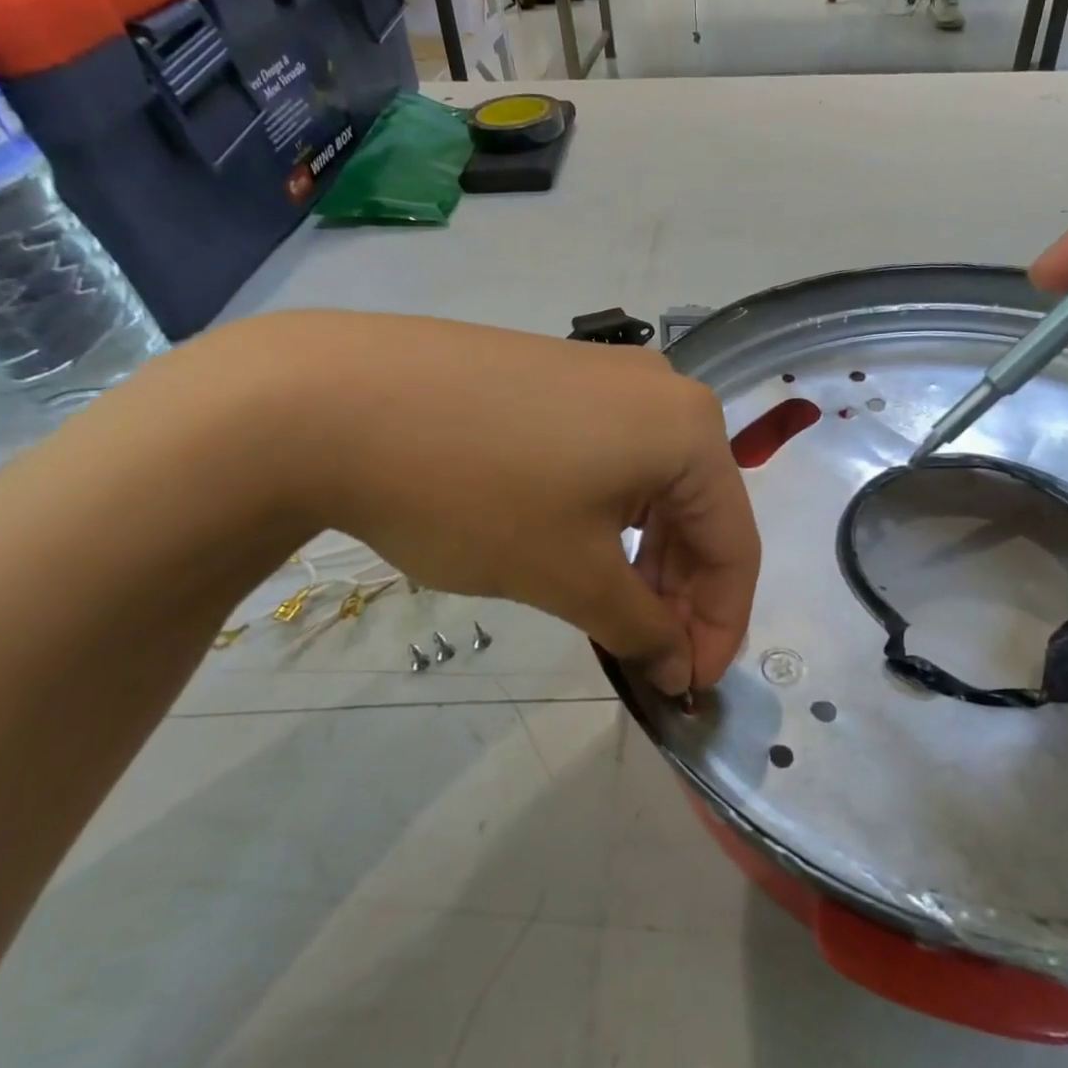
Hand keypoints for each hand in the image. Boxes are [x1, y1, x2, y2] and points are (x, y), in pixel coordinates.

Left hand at [233, 312, 759, 693]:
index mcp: (690, 430)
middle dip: (681, 595)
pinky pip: (611, 460)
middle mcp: (664, 392)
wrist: (332, 400)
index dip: (720, 626)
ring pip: (653, 487)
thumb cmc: (475, 494)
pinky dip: (609, 518)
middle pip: (698, 512)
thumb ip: (641, 628)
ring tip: (613, 614)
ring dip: (644, 560)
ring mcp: (608, 378)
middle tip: (649, 658)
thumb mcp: (569, 575)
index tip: (688, 688)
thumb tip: (678, 668)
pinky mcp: (558, 378)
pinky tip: (579, 551)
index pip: (735, 545)